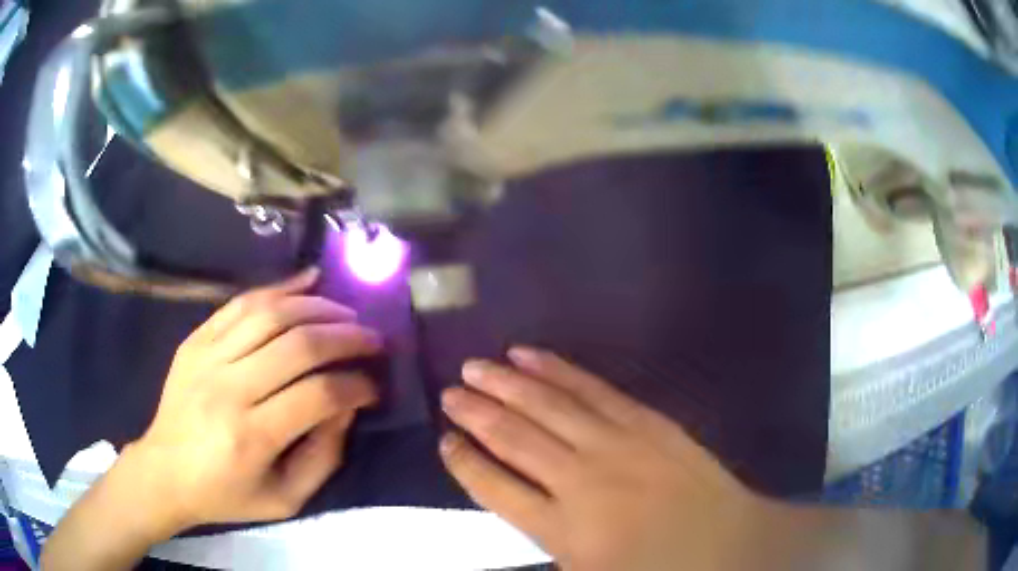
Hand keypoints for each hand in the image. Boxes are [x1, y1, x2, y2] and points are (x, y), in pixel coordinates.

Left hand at [125, 268, 381, 536]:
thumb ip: (323, 457)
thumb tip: (347, 407)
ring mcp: (207, 357)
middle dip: (347, 337)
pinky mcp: (195, 340)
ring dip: (318, 307)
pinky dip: (278, 287)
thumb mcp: (285, 499)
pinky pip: (240, 303)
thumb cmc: (226, 494)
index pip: (318, 395)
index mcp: (252, 437)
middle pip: (299, 346)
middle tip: (374, 339)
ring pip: (271, 314)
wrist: (164, 472)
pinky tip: (307, 280)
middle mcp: (229, 389)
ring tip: (346, 312)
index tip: (375, 385)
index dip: (356, 386)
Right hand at [439, 348, 773, 570]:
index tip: (445, 441)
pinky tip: (529, 355)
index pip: (495, 488)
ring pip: (546, 405)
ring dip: (505, 383)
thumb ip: (544, 541)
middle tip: (450, 393)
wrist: (728, 545)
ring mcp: (615, 443)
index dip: (464, 462)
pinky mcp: (645, 420)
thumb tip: (512, 502)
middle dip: (475, 413)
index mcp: (562, 529)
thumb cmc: (655, 570)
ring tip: (475, 367)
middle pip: (513, 437)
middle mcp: (580, 480)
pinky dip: (555, 369)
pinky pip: (590, 388)